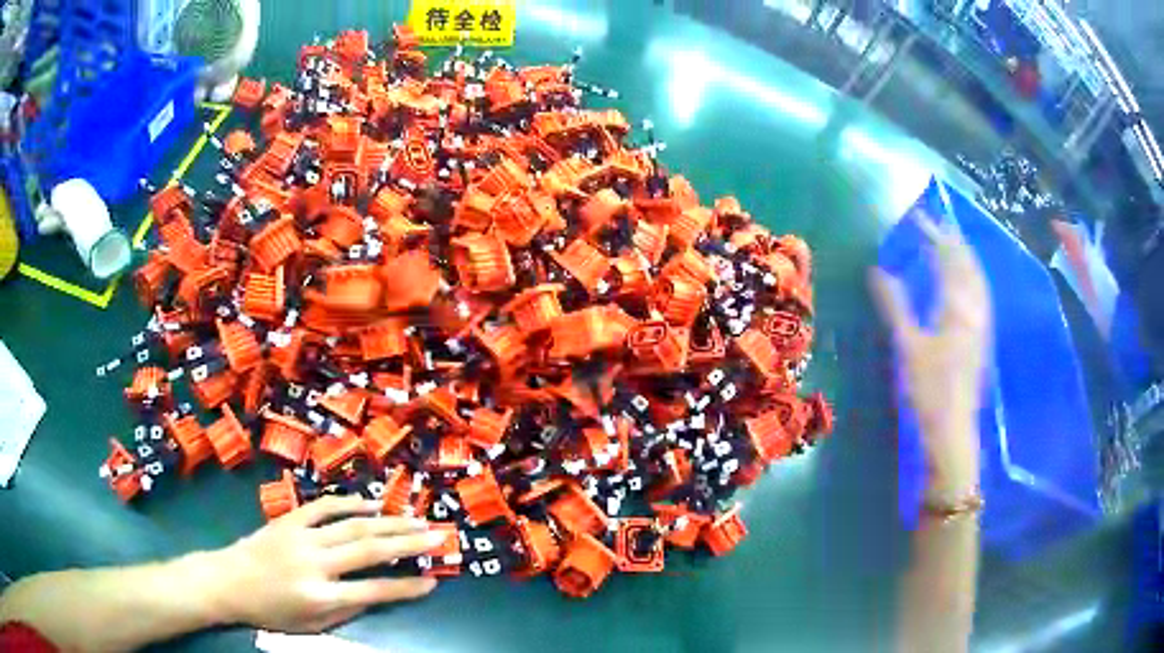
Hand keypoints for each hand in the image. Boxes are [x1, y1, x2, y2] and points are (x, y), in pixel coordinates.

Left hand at [205, 495, 445, 632]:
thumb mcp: (311, 626)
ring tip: (416, 518)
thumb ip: (347, 611)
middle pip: (368, 550)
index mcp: (319, 596)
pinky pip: (325, 506)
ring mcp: (300, 536)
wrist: (229, 580)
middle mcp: (314, 563)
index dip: (406, 587)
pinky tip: (374, 504)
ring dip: (388, 521)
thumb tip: (380, 595)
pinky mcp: (289, 519)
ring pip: (352, 525)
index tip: (434, 581)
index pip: (373, 591)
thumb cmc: (271, 611)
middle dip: (408, 543)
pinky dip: (351, 503)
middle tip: (439, 535)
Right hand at [871, 214, 991, 503]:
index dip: (932, 234)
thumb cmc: (929, 390)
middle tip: (935, 223)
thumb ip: (894, 304)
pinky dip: (970, 277)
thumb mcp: (907, 345)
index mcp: (957, 306)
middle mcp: (975, 309)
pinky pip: (979, 294)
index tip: (916, 217)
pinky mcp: (981, 338)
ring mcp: (981, 324)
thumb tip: (877, 270)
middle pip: (968, 264)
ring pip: (977, 278)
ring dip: (964, 256)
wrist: (952, 431)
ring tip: (950, 242)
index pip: (947, 258)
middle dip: (952, 239)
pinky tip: (964, 282)